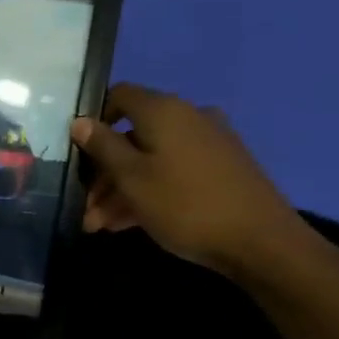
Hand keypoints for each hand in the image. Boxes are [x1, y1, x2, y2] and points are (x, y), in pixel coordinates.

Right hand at [68, 84, 311, 280]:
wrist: (262, 242)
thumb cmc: (185, 204)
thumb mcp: (132, 178)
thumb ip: (102, 146)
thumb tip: (80, 120)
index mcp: (164, 111)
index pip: (119, 95)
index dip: (94, 119)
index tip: (77, 151)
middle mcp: (187, 118)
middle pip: (132, 135)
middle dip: (103, 172)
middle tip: (85, 206)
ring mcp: (208, 144)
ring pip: (150, 159)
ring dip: (121, 189)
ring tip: (99, 225)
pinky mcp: (221, 170)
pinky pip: (172, 172)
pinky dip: (148, 192)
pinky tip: (127, 224)